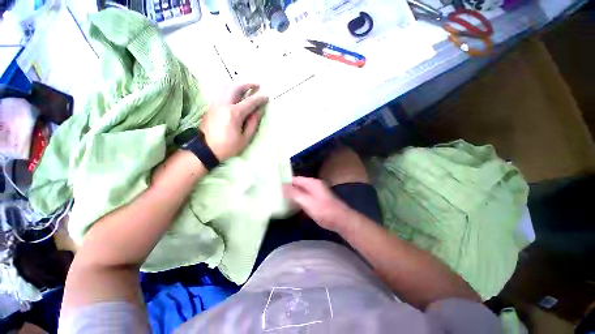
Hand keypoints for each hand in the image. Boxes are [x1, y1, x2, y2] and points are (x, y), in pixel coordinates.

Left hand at [200, 83, 268, 160]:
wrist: (206, 149)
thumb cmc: (228, 146)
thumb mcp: (245, 138)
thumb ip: (253, 122)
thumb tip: (260, 110)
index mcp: (234, 113)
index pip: (250, 101)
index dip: (260, 98)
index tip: (267, 97)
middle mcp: (224, 104)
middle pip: (236, 87)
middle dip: (248, 84)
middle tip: (256, 85)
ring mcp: (215, 103)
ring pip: (226, 87)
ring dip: (238, 85)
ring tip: (246, 88)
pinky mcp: (211, 106)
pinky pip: (221, 92)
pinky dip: (230, 90)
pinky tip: (235, 95)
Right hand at [283, 177, 352, 231]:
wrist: (341, 220)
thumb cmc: (324, 211)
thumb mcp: (307, 202)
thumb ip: (294, 193)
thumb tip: (282, 185)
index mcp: (312, 183)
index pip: (296, 179)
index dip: (286, 182)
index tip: (276, 187)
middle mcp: (315, 185)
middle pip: (299, 184)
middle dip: (289, 189)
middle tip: (277, 194)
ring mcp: (317, 192)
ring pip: (302, 191)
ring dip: (294, 195)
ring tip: (282, 200)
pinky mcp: (318, 199)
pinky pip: (306, 196)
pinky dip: (300, 199)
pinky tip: (294, 205)